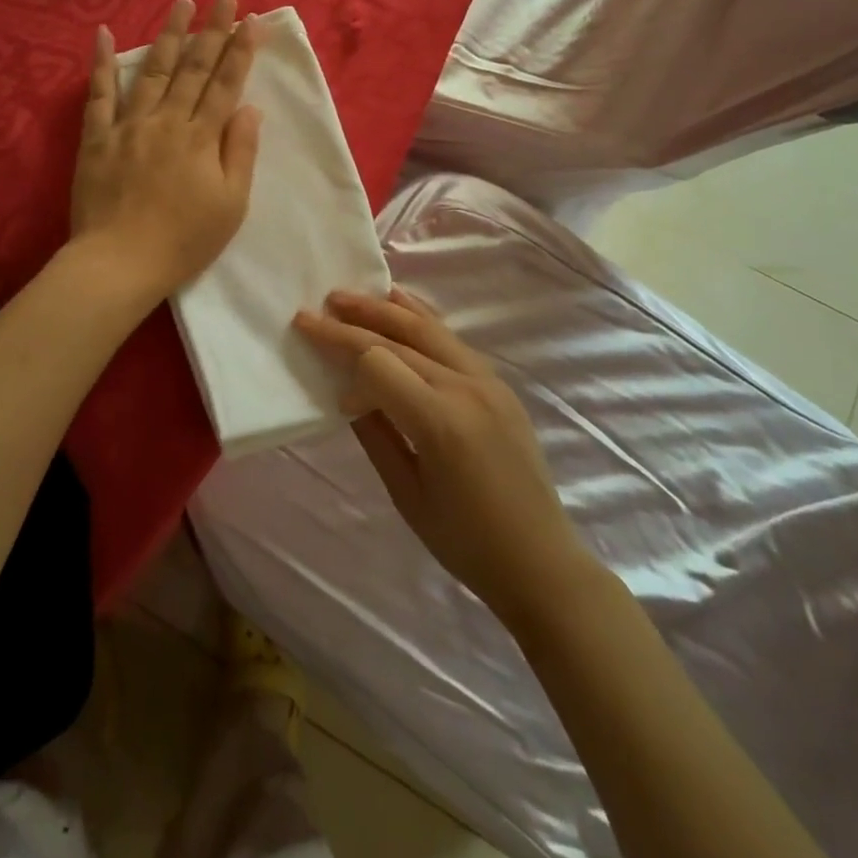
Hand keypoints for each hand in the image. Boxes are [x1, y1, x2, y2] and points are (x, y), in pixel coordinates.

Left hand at [71, 0, 262, 298]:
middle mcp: (167, 121)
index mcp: (201, 138)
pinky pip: (99, 94)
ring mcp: (128, 126)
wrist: (119, 262)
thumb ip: (240, 152)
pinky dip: (102, 62)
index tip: (251, 20)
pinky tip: (105, 33)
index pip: (226, 84)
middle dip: (211, 30)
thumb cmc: (184, 240)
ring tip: (181, 2)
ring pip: (152, 70)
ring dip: (168, 34)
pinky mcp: (96, 138)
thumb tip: (249, 108)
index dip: (241, 51)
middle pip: (193, 68)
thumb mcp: (230, 204)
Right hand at [295, 288, 589, 627]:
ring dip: (384, 309)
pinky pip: (451, 339)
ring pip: (427, 328)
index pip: (378, 364)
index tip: (330, 385)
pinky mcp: (498, 383)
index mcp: (441, 421)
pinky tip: (400, 303)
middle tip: (316, 308)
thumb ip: (374, 434)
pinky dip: (420, 318)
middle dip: (352, 322)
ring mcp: (487, 380)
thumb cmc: (466, 541)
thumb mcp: (406, 493)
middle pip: (398, 339)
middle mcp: (466, 387)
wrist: (540, 560)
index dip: (346, 365)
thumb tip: (347, 393)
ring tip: (349, 296)